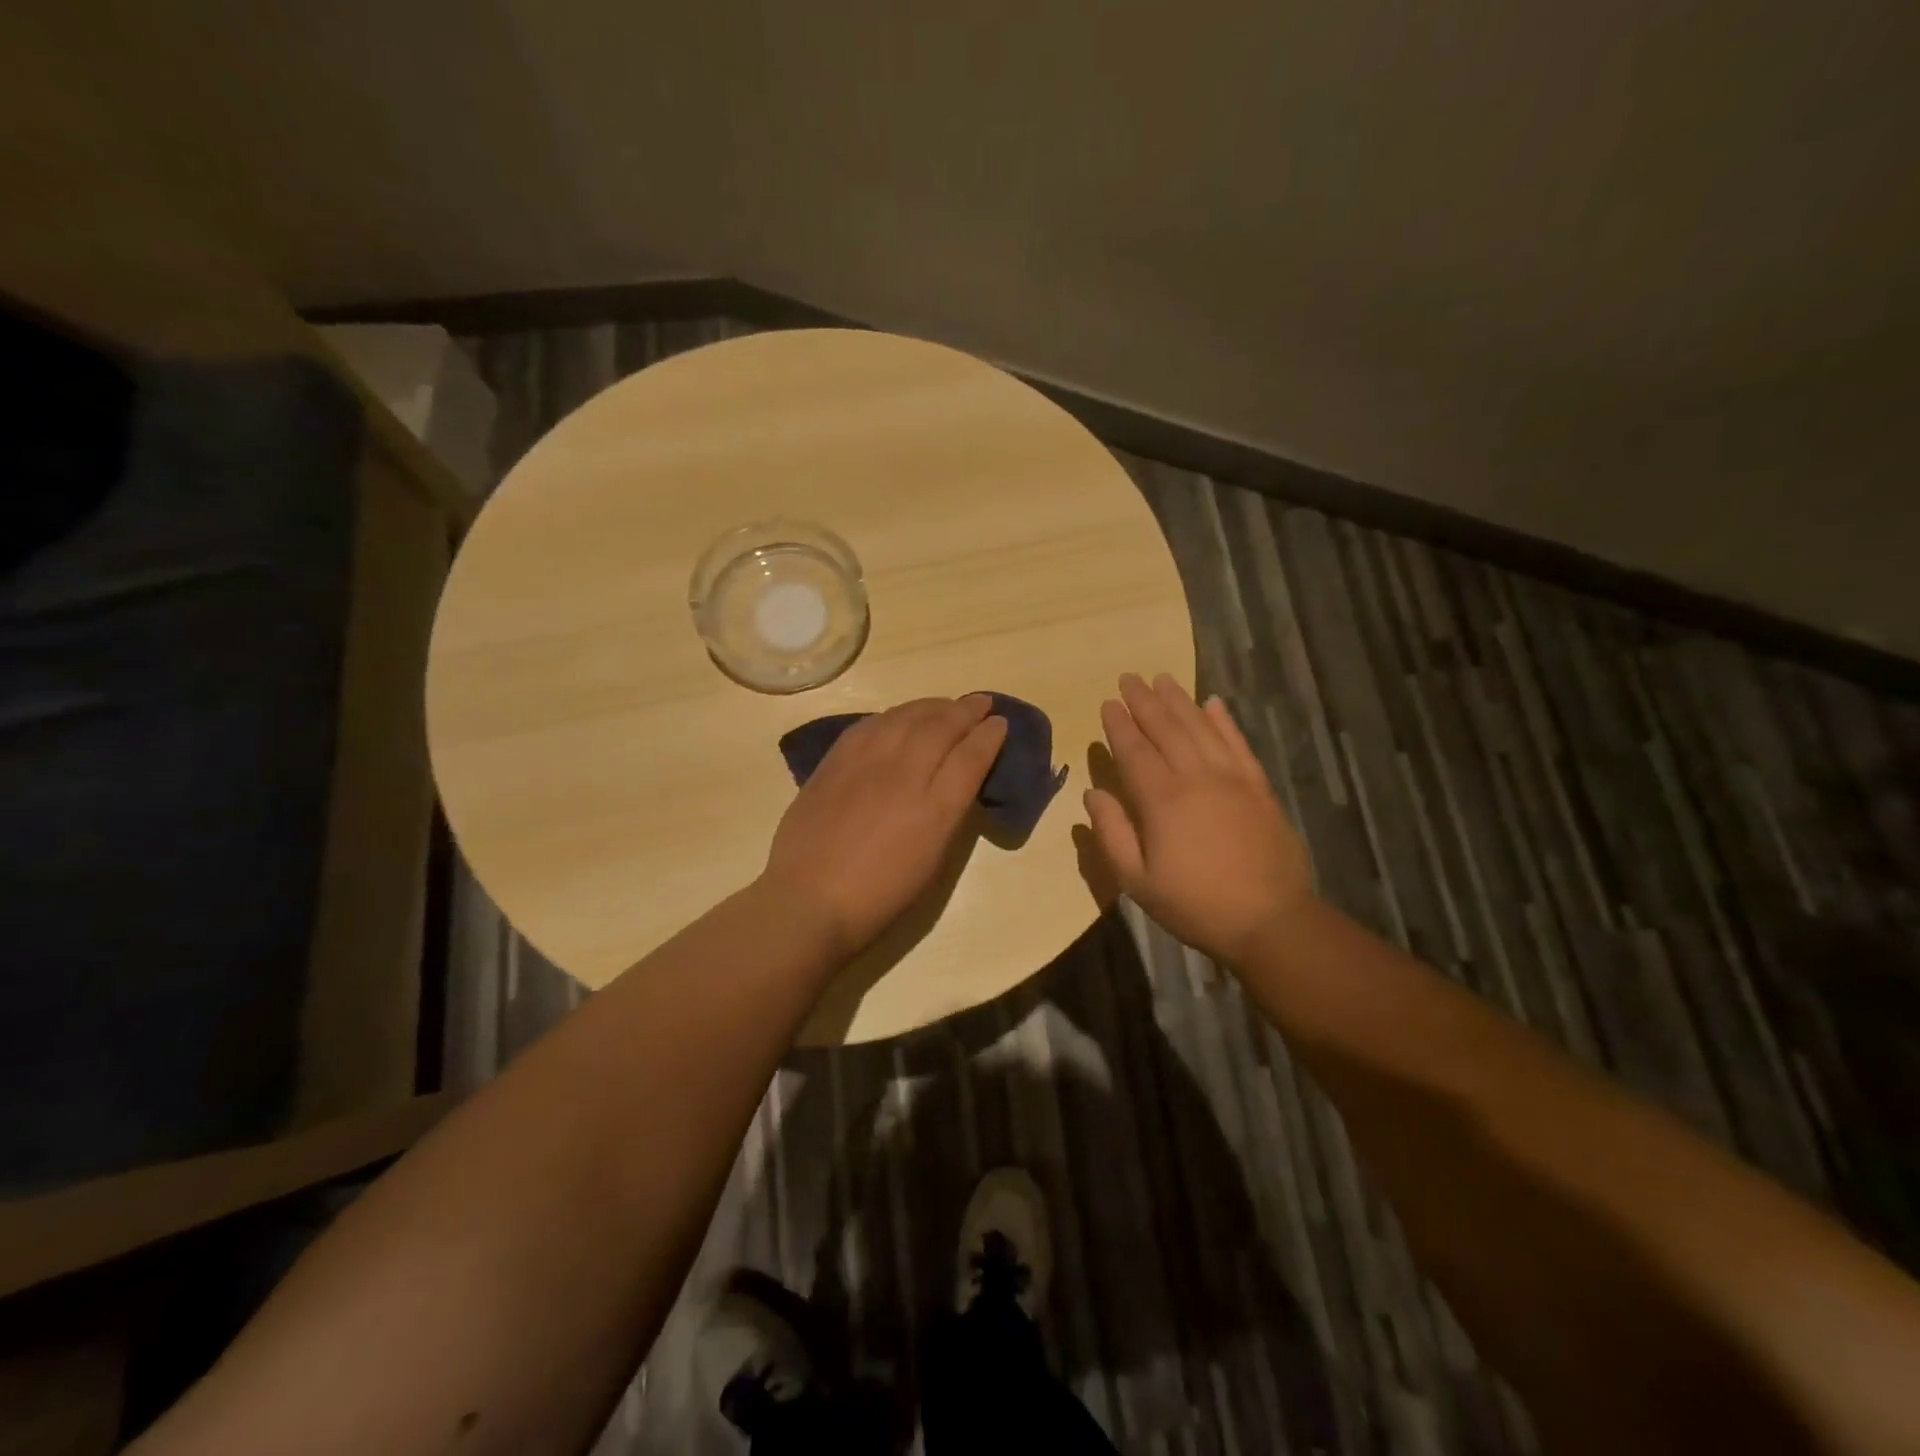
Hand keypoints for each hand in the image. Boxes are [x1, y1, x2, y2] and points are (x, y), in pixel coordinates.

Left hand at [761, 695, 1007, 960]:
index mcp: (936, 809)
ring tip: (945, 705)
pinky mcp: (834, 762)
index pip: (971, 756)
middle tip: (981, 702)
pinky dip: (893, 715)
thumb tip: (958, 779)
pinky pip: (869, 724)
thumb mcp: (932, 861)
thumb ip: (949, 813)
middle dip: (967, 710)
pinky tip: (899, 717)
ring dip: (932, 706)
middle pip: (941, 726)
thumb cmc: (880, 896)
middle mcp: (903, 775)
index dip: (990, 735)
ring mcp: (865, 764)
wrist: (809, 900)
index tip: (1000, 724)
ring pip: (905, 716)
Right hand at [1085, 673, 1312, 964]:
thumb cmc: (1195, 904)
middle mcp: (1196, 777)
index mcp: (1162, 800)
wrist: (1270, 920)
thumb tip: (1092, 794)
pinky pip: (1238, 744)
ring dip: (1180, 700)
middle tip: (1130, 677)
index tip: (1108, 703)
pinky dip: (1224, 721)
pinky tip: (1213, 702)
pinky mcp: (1259, 787)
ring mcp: (1232, 779)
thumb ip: (1112, 833)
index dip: (1119, 726)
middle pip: (1166, 729)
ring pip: (1201, 728)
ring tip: (1163, 679)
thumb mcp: (1137, 881)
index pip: (1134, 752)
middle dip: (1145, 701)